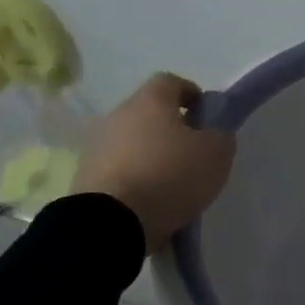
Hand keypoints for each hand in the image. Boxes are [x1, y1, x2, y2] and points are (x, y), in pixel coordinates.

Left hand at [71, 74, 235, 249]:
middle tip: (192, 153)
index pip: (171, 82)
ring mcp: (96, 147)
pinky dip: (134, 180)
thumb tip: (213, 133)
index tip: (206, 117)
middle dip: (170, 129)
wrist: (110, 222)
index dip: (191, 95)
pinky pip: (118, 171)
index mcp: (150, 101)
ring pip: (132, 143)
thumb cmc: (169, 175)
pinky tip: (150, 202)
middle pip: (148, 113)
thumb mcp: (216, 154)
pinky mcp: (84, 178)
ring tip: (171, 184)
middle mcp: (118, 116)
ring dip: (150, 156)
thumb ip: (220, 136)